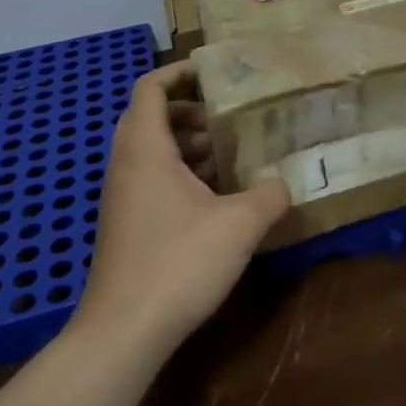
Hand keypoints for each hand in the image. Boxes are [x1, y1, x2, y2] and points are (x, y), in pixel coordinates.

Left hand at [77, 61, 290, 354]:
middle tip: (228, 116)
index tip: (215, 72)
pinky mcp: (126, 224)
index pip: (151, 87)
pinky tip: (215, 196)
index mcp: (145, 148)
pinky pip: (151, 178)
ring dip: (187, 144)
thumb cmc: (178, 263)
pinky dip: (180, 172)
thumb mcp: (238, 225)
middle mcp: (127, 164)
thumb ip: (268, 195)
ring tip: (229, 154)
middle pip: (151, 115)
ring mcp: (122, 196)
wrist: (123, 333)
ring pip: (151, 150)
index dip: (180, 72)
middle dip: (190, 109)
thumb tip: (283, 182)